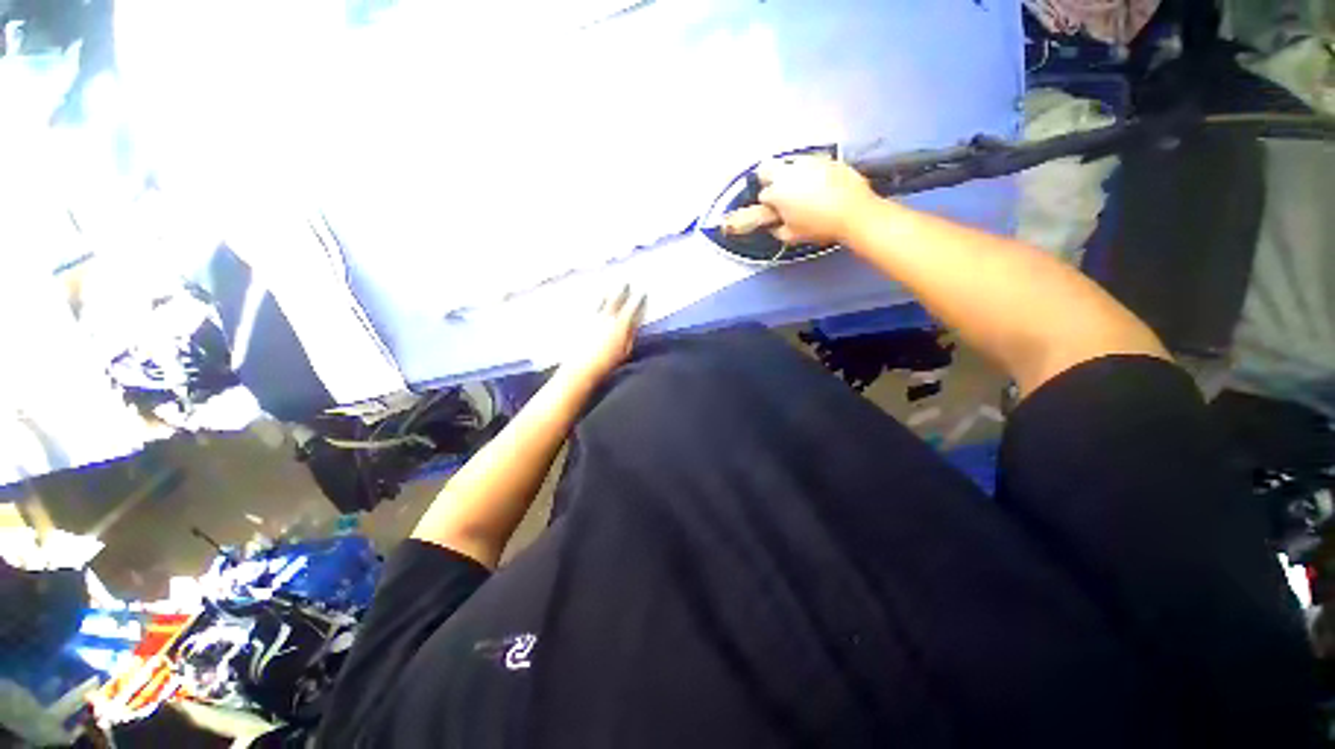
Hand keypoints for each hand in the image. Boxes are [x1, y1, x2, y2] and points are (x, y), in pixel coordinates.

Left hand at [560, 286, 645, 384]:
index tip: (642, 292)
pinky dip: (595, 302)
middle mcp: (606, 318)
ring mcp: (592, 319)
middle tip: (625, 282)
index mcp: (620, 325)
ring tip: (608, 288)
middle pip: (615, 300)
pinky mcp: (581, 323)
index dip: (638, 299)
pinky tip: (594, 301)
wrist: (581, 369)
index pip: (632, 308)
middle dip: (621, 290)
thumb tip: (633, 324)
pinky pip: (590, 308)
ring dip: (607, 293)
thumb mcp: (625, 350)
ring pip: (601, 301)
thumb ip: (630, 335)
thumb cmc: (607, 364)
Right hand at [723, 156, 876, 244]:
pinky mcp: (825, 158)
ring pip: (789, 163)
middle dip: (769, 180)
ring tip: (801, 188)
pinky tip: (819, 184)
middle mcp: (788, 172)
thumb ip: (777, 230)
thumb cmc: (819, 227)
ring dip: (789, 174)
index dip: (768, 205)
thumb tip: (774, 224)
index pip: (763, 195)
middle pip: (766, 169)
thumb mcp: (792, 236)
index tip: (776, 212)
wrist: (854, 212)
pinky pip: (810, 163)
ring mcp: (807, 161)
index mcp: (777, 192)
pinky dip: (810, 171)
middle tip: (780, 193)